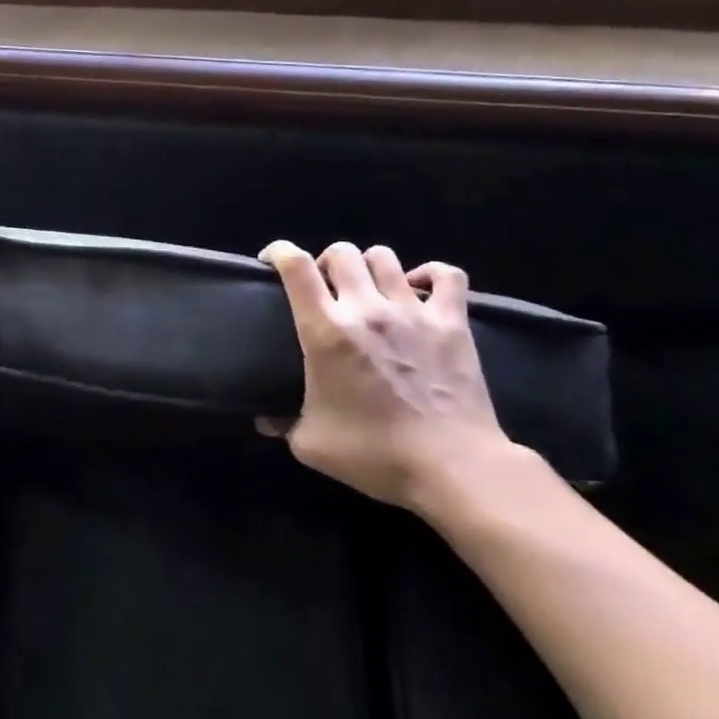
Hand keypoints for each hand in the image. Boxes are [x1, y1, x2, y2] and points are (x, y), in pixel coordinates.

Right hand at [258, 240, 514, 512]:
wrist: (452, 467)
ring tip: (367, 288)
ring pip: (384, 257)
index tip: (270, 262)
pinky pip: (447, 275)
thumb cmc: (374, 454)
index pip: (295, 266)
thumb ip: (283, 424)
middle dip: (325, 262)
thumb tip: (265, 420)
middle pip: (340, 252)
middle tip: (323, 287)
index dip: (278, 251)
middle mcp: (365, 308)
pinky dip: (430, 274)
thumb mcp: (310, 444)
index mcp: (325, 330)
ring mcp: (412, 311)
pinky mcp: (452, 322)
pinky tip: (419, 288)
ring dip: (368, 266)